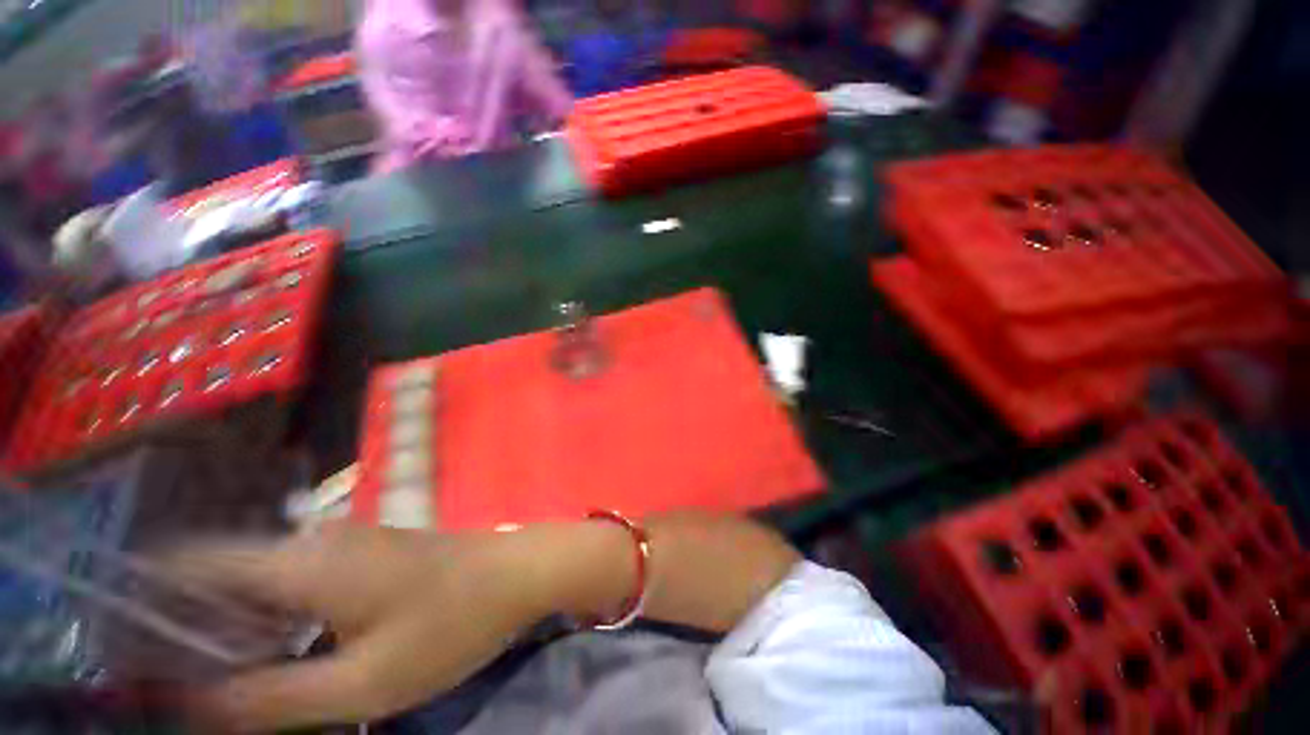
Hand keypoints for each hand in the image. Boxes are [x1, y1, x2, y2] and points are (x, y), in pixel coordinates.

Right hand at [177, 522, 603, 731]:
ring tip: (213, 678)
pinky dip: (273, 615)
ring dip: (233, 623)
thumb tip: (193, 704)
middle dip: (189, 623)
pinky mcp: (371, 553)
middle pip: (225, 574)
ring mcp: (349, 542)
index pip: (195, 564)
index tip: (127, 644)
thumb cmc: (451, 624)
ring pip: (263, 579)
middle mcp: (318, 539)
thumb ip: (273, 698)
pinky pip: (300, 580)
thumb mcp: (363, 682)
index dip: (151, 599)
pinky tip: (277, 652)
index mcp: (303, 562)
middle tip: (168, 681)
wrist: (519, 571)